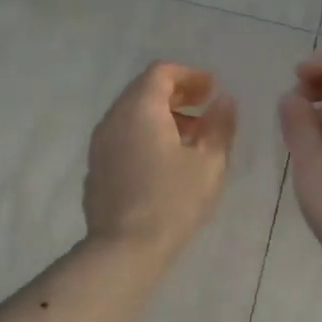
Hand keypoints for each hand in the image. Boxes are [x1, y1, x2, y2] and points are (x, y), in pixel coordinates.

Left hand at [84, 62, 237, 256]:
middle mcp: (114, 118)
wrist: (124, 249)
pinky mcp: (96, 167)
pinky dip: (145, 135)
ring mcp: (100, 143)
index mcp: (140, 109)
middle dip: (177, 94)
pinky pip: (122, 136)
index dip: (190, 76)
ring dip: (162, 116)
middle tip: (206, 107)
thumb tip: (224, 101)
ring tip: (192, 137)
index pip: (161, 73)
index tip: (213, 90)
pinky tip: (165, 161)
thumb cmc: (172, 201)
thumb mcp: (209, 163)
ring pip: (132, 114)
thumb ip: (220, 125)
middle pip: (143, 90)